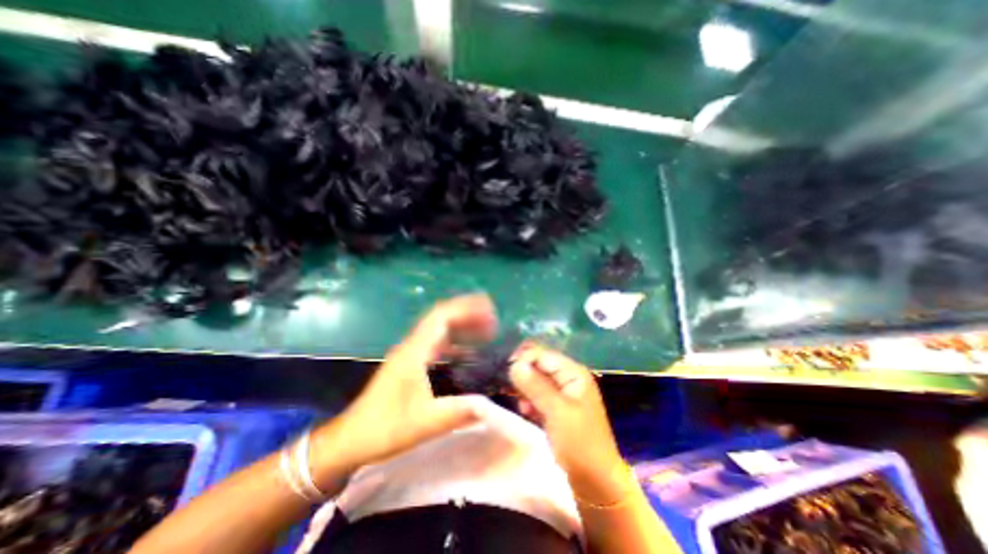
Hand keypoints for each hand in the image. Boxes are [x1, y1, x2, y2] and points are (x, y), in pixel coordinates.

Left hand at [310, 294, 498, 483]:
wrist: (350, 439)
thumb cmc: (383, 428)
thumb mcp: (422, 423)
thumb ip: (456, 412)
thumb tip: (489, 405)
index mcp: (414, 352)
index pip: (441, 317)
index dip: (466, 308)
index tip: (488, 309)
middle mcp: (412, 346)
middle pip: (442, 318)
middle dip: (468, 314)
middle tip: (493, 319)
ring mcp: (411, 353)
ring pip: (439, 329)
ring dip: (462, 326)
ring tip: (486, 330)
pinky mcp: (411, 363)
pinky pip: (437, 343)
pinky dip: (455, 341)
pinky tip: (469, 352)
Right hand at [509, 344, 623, 504]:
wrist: (595, 480)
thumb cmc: (579, 442)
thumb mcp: (556, 412)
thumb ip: (535, 386)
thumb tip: (514, 364)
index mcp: (573, 372)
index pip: (543, 354)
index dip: (524, 359)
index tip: (506, 373)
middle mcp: (569, 377)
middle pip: (539, 365)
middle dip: (524, 376)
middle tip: (512, 391)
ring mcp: (564, 392)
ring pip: (537, 380)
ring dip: (526, 390)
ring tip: (523, 406)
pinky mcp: (558, 406)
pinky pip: (539, 394)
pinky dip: (531, 401)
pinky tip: (527, 412)